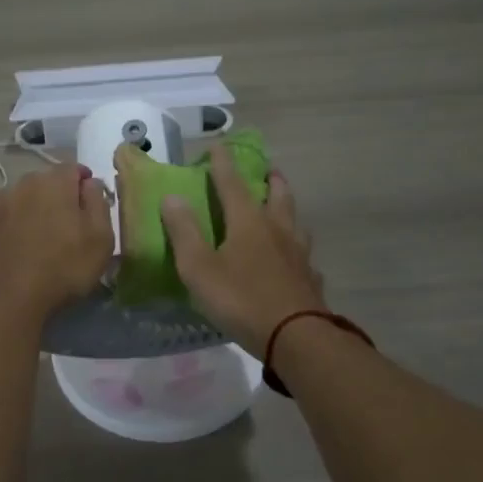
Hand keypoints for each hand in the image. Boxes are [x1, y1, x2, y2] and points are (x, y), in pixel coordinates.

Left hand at [0, 164, 114, 320]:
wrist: (6, 299)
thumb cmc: (62, 268)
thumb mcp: (101, 239)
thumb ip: (98, 203)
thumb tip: (90, 183)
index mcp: (56, 182)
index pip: (75, 168)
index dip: (84, 183)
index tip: (90, 202)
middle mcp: (25, 182)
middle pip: (46, 181)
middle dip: (58, 194)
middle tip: (66, 223)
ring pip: (22, 195)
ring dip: (32, 207)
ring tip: (38, 234)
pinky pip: (0, 212)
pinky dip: (8, 220)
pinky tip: (12, 239)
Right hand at [161, 144, 327, 358]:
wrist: (296, 336)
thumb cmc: (241, 299)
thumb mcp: (199, 268)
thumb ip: (184, 231)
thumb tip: (172, 196)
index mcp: (247, 221)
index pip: (232, 183)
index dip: (223, 163)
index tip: (218, 145)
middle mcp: (277, 229)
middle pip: (277, 195)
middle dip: (269, 179)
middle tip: (267, 169)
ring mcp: (298, 253)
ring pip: (295, 221)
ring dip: (287, 208)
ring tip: (282, 208)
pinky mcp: (310, 278)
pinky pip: (304, 254)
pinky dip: (297, 247)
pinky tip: (296, 258)